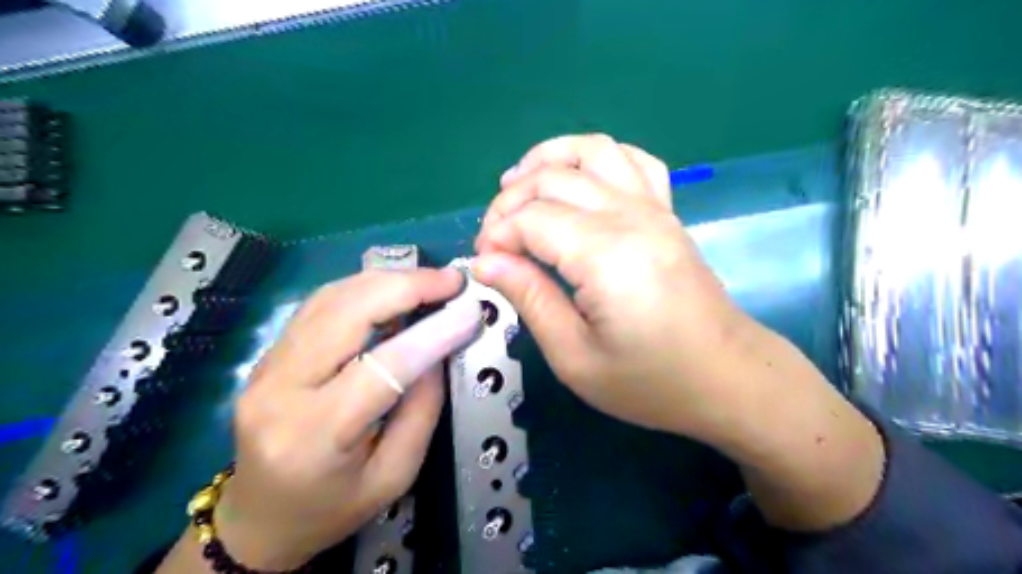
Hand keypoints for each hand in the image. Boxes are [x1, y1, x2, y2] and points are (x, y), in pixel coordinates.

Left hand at [213, 268, 476, 569]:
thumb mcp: (394, 475)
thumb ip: (422, 409)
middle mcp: (280, 390)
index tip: (470, 311)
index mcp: (314, 435)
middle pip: (346, 313)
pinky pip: (319, 305)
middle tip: (450, 280)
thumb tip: (439, 349)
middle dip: (406, 287)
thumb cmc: (332, 508)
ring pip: (330, 298)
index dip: (432, 334)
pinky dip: (363, 288)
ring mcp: (266, 366)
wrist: (260, 519)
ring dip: (386, 280)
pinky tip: (392, 290)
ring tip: (428, 281)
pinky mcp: (268, 354)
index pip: (382, 368)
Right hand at [476, 134, 881, 532]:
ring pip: (593, 150)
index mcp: (605, 254)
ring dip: (548, 159)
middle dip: (509, 201)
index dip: (496, 236)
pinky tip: (578, 178)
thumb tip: (486, 262)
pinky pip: (633, 160)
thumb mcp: (575, 357)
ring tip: (517, 183)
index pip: (531, 218)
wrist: (726, 378)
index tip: (485, 266)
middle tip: (493, 240)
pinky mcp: (667, 213)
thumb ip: (529, 299)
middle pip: (553, 178)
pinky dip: (597, 157)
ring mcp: (654, 208)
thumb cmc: (651, 380)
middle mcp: (630, 216)